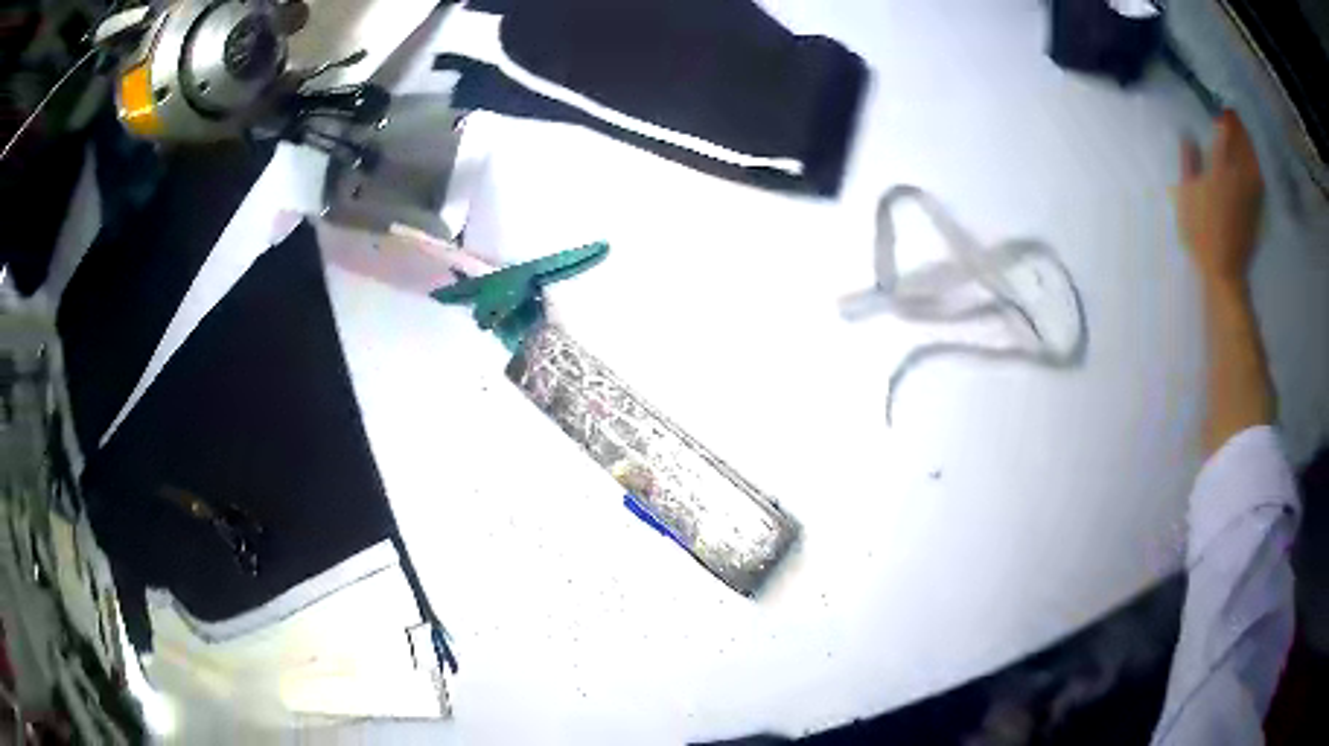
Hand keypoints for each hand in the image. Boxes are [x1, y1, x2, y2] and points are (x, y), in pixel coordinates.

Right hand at [1177, 111, 1264, 293]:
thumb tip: (1187, 135)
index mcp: (1219, 170)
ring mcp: (1250, 192)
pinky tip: (1253, 159)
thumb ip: (1189, 163)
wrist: (1225, 269)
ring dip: (1248, 142)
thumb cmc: (1201, 232)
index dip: (1222, 119)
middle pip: (1241, 143)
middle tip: (1232, 113)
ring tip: (1243, 131)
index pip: (1223, 134)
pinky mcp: (1257, 207)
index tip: (1218, 108)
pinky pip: (1258, 177)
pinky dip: (1255, 163)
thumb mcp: (1187, 196)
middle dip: (1237, 126)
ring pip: (1252, 159)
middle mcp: (1238, 176)